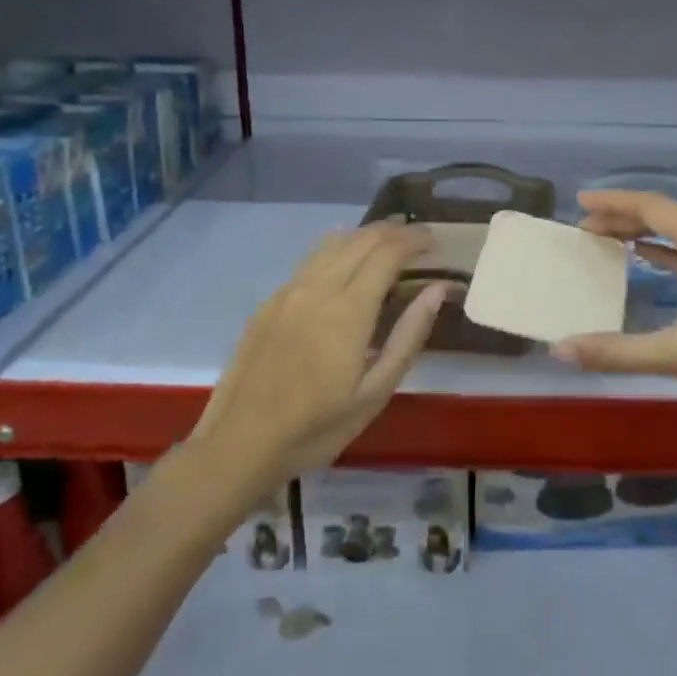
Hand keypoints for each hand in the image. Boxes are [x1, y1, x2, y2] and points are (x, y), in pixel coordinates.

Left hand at [193, 223, 448, 479]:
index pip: (388, 253)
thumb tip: (437, 289)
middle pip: (362, 240)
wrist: (239, 444)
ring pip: (333, 243)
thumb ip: (408, 335)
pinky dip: (338, 248)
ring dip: (365, 235)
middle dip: (394, 231)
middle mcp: (318, 288)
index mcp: (348, 310)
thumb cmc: (316, 427)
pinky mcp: (270, 302)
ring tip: (389, 239)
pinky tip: (346, 258)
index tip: (435, 242)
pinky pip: (311, 259)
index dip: (414, 240)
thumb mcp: (374, 392)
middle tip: (419, 238)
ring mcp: (289, 291)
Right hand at [556, 190, 676, 429]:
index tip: (581, 203)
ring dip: (648, 232)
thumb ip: (618, 351)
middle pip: (668, 215)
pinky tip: (653, 259)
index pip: (652, 208)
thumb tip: (562, 349)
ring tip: (612, 239)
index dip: (614, 202)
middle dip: (626, 217)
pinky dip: (672, 249)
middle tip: (587, 227)